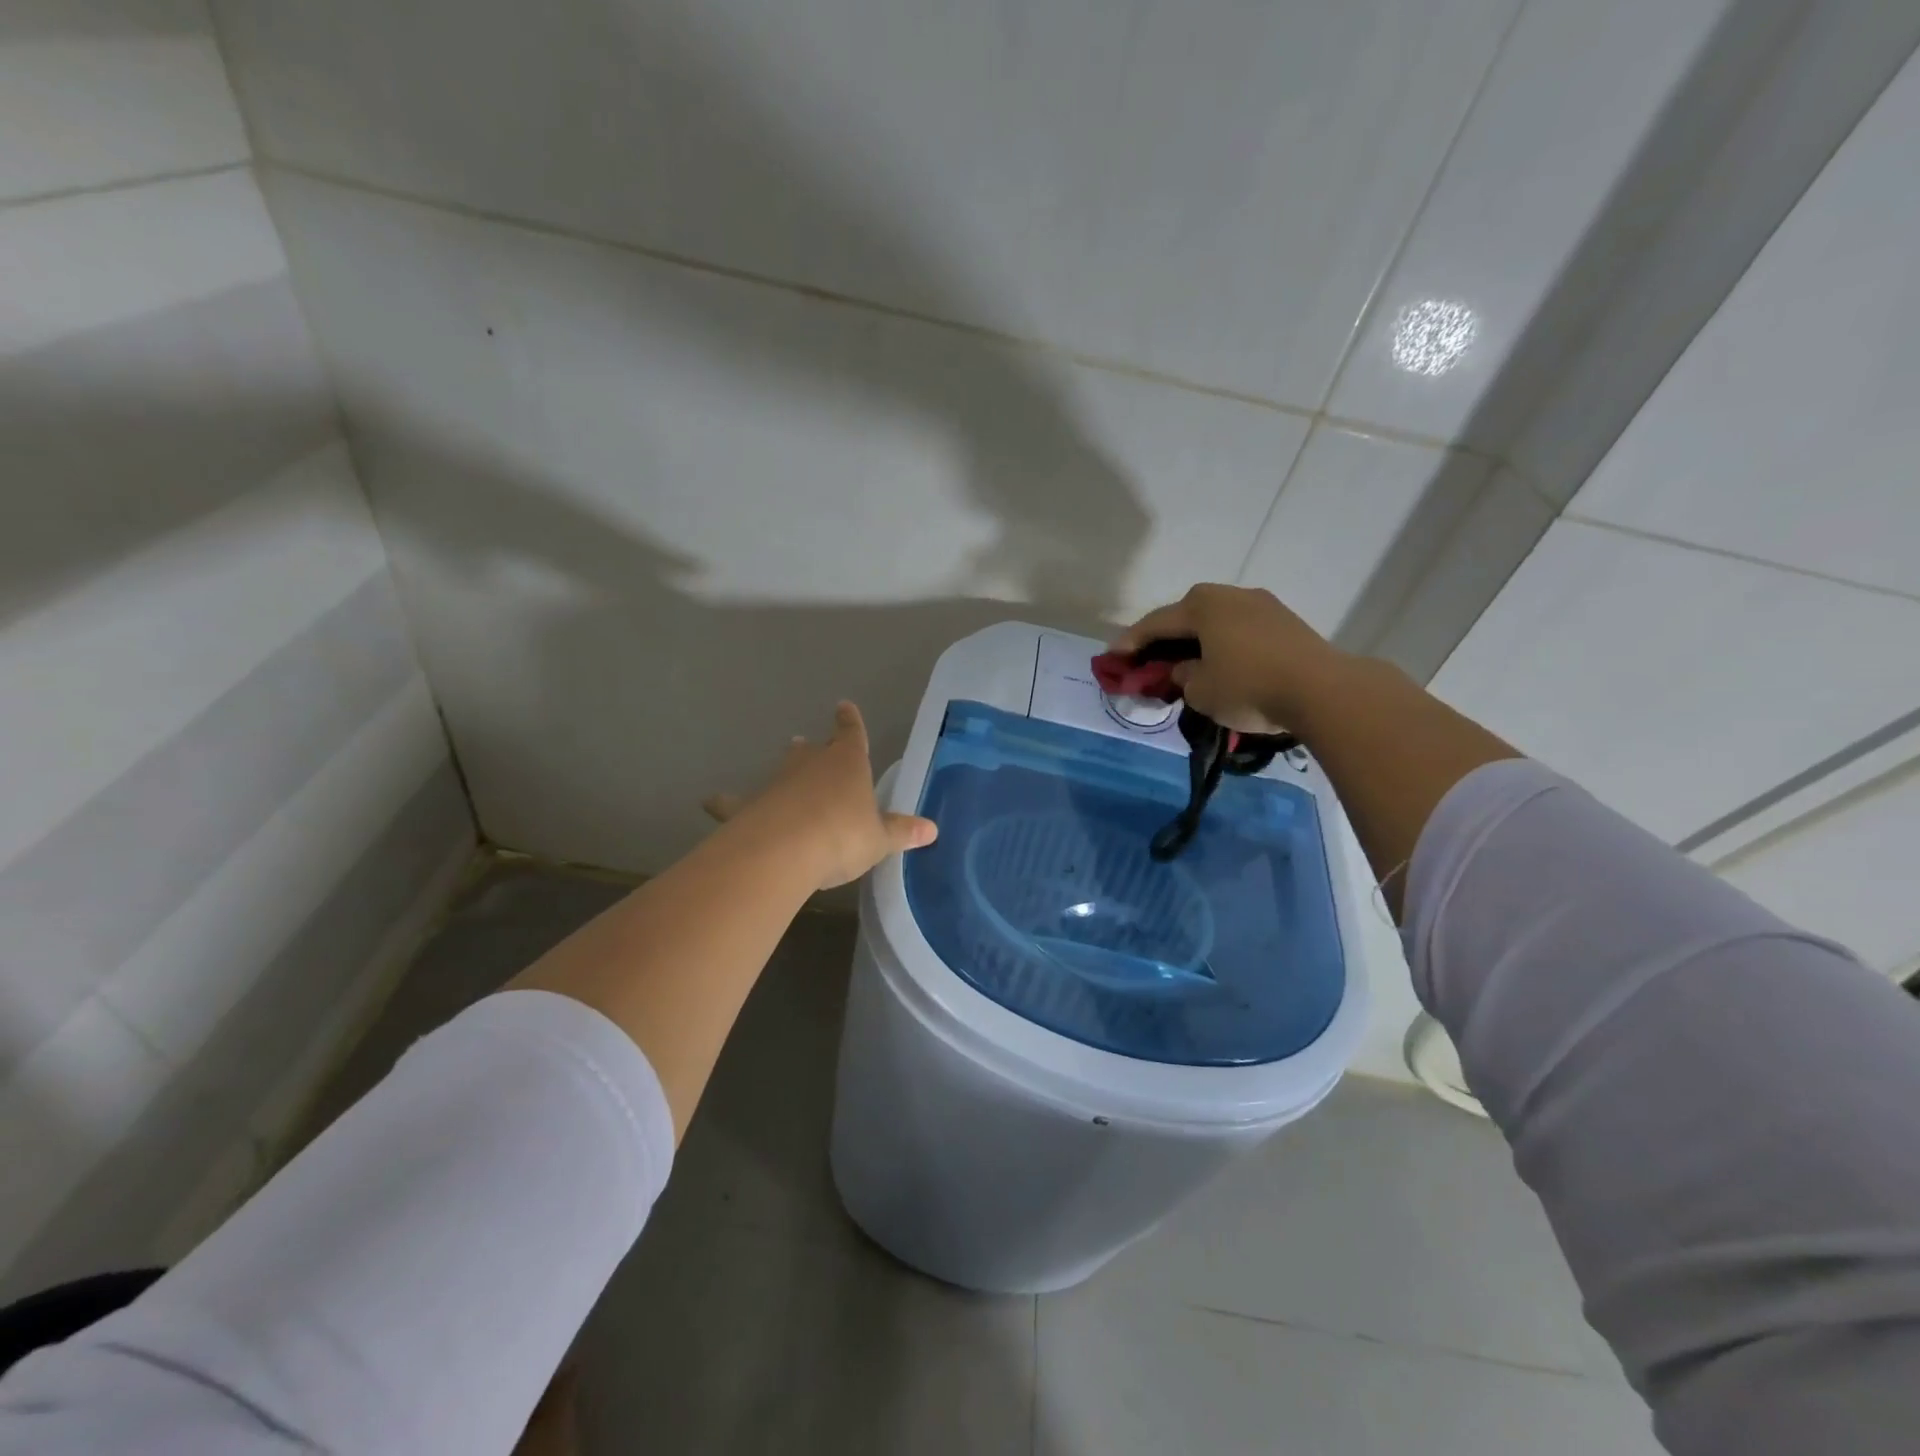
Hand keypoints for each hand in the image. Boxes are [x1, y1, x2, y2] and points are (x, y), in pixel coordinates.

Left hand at [704, 702, 937, 890]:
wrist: (786, 849)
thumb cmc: (842, 836)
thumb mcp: (879, 839)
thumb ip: (901, 832)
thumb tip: (932, 829)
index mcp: (848, 764)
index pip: (852, 735)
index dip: (850, 722)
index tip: (844, 706)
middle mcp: (811, 765)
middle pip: (814, 751)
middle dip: (815, 748)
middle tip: (807, 743)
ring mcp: (778, 783)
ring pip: (782, 770)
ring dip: (785, 769)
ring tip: (784, 765)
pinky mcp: (749, 806)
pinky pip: (736, 802)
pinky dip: (726, 802)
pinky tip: (710, 802)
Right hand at [1111, 583, 1347, 732]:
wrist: (1322, 690)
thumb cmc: (1248, 686)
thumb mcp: (1200, 690)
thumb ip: (1182, 676)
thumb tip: (1186, 669)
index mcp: (1201, 605)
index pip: (1155, 623)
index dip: (1130, 642)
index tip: (1112, 657)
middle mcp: (1230, 595)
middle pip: (1185, 616)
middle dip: (1163, 638)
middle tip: (1147, 659)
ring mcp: (1262, 605)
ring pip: (1215, 622)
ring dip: (1196, 641)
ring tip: (1184, 663)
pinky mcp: (1284, 622)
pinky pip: (1239, 630)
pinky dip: (1222, 644)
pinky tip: (1220, 663)